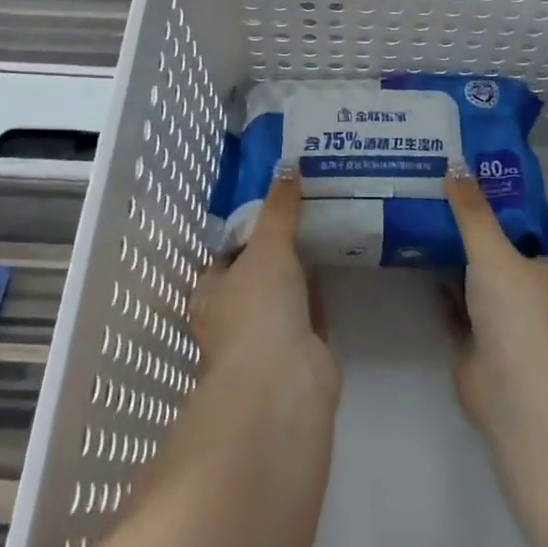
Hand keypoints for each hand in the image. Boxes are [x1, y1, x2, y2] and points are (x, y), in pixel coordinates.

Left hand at [189, 165, 339, 400]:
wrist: (284, 383)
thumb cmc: (258, 308)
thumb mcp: (267, 246)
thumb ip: (279, 208)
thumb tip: (287, 164)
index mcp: (210, 293)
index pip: (226, 253)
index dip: (248, 230)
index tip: (275, 202)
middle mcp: (232, 317)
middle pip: (256, 273)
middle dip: (278, 249)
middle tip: (306, 210)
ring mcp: (266, 338)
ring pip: (283, 294)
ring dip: (300, 271)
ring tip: (324, 228)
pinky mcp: (299, 353)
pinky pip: (309, 312)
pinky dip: (319, 293)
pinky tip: (337, 266)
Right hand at [443, 162, 547, 450]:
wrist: (511, 387)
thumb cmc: (514, 310)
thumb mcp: (492, 250)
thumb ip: (472, 211)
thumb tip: (455, 163)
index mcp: (539, 267)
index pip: (517, 227)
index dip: (494, 203)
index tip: (465, 178)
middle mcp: (521, 290)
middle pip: (491, 251)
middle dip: (465, 228)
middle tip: (431, 192)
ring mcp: (497, 318)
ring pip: (469, 277)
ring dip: (448, 256)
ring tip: (415, 217)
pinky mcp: (471, 341)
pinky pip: (451, 304)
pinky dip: (436, 286)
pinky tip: (411, 261)